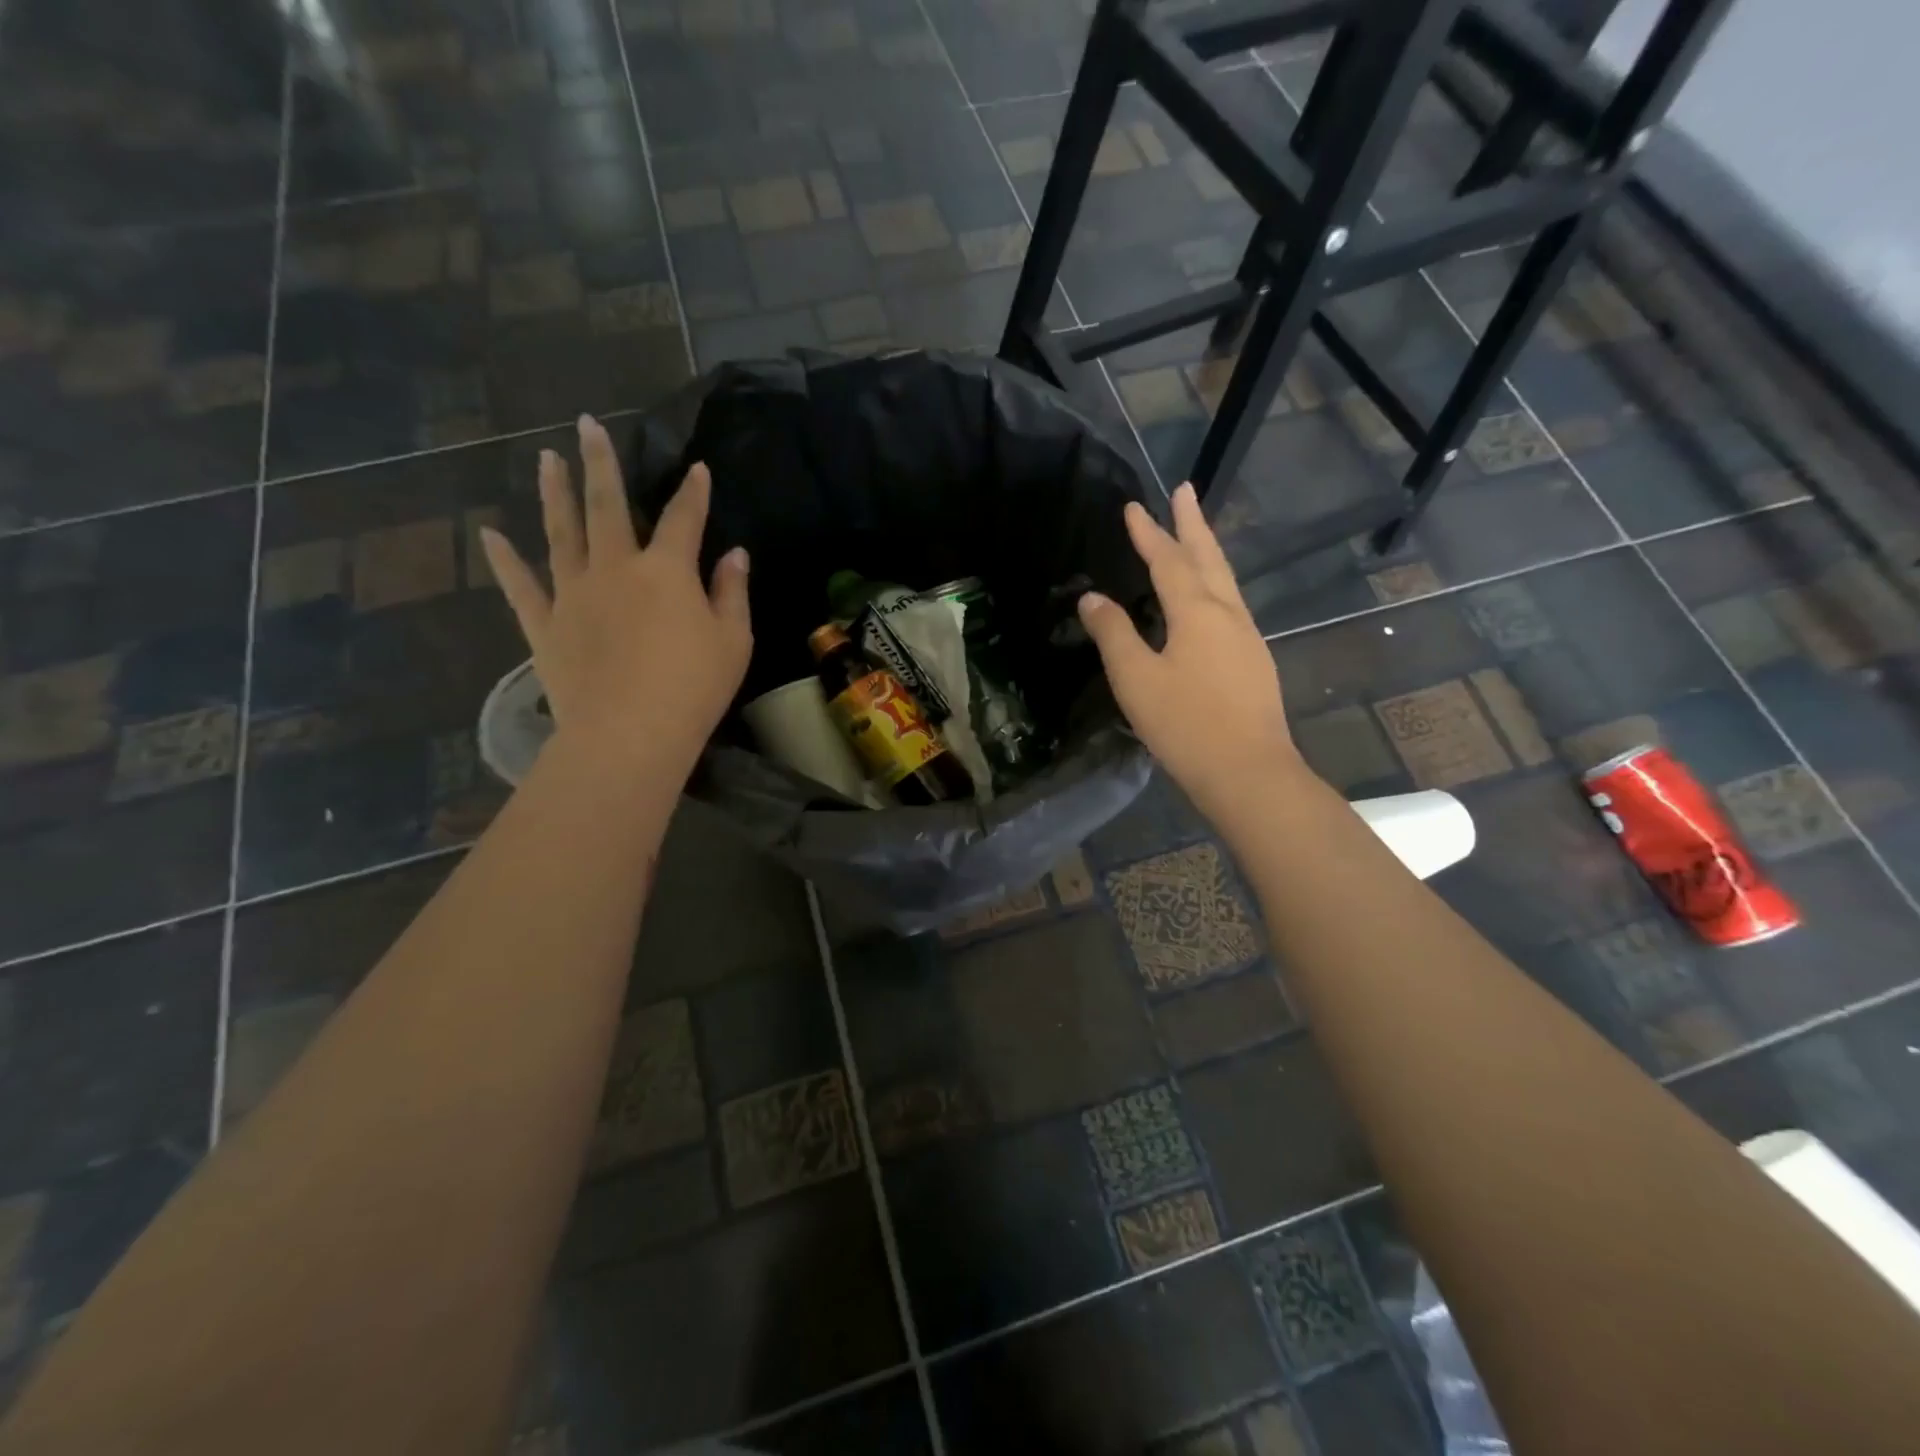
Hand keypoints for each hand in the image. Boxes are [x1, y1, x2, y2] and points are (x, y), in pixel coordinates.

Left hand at [480, 415, 751, 779]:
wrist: (630, 733)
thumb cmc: (694, 688)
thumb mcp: (733, 641)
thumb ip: (732, 593)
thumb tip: (734, 555)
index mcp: (666, 571)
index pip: (683, 519)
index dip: (693, 493)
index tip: (696, 468)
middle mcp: (615, 568)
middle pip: (607, 507)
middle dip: (601, 463)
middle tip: (587, 425)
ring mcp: (573, 593)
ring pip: (560, 532)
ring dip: (554, 492)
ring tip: (545, 458)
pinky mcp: (545, 624)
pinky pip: (521, 585)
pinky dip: (505, 560)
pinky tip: (490, 534)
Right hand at [1078, 483, 1300, 816]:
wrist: (1249, 772)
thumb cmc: (1186, 724)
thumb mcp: (1136, 679)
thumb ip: (1114, 634)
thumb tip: (1093, 597)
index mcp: (1197, 611)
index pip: (1169, 560)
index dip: (1149, 533)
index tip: (1133, 506)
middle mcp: (1228, 614)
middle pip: (1209, 558)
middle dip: (1192, 524)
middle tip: (1185, 489)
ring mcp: (1247, 638)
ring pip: (1225, 581)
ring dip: (1207, 552)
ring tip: (1195, 535)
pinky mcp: (1253, 661)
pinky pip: (1230, 606)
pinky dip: (1214, 585)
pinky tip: (1208, 600)